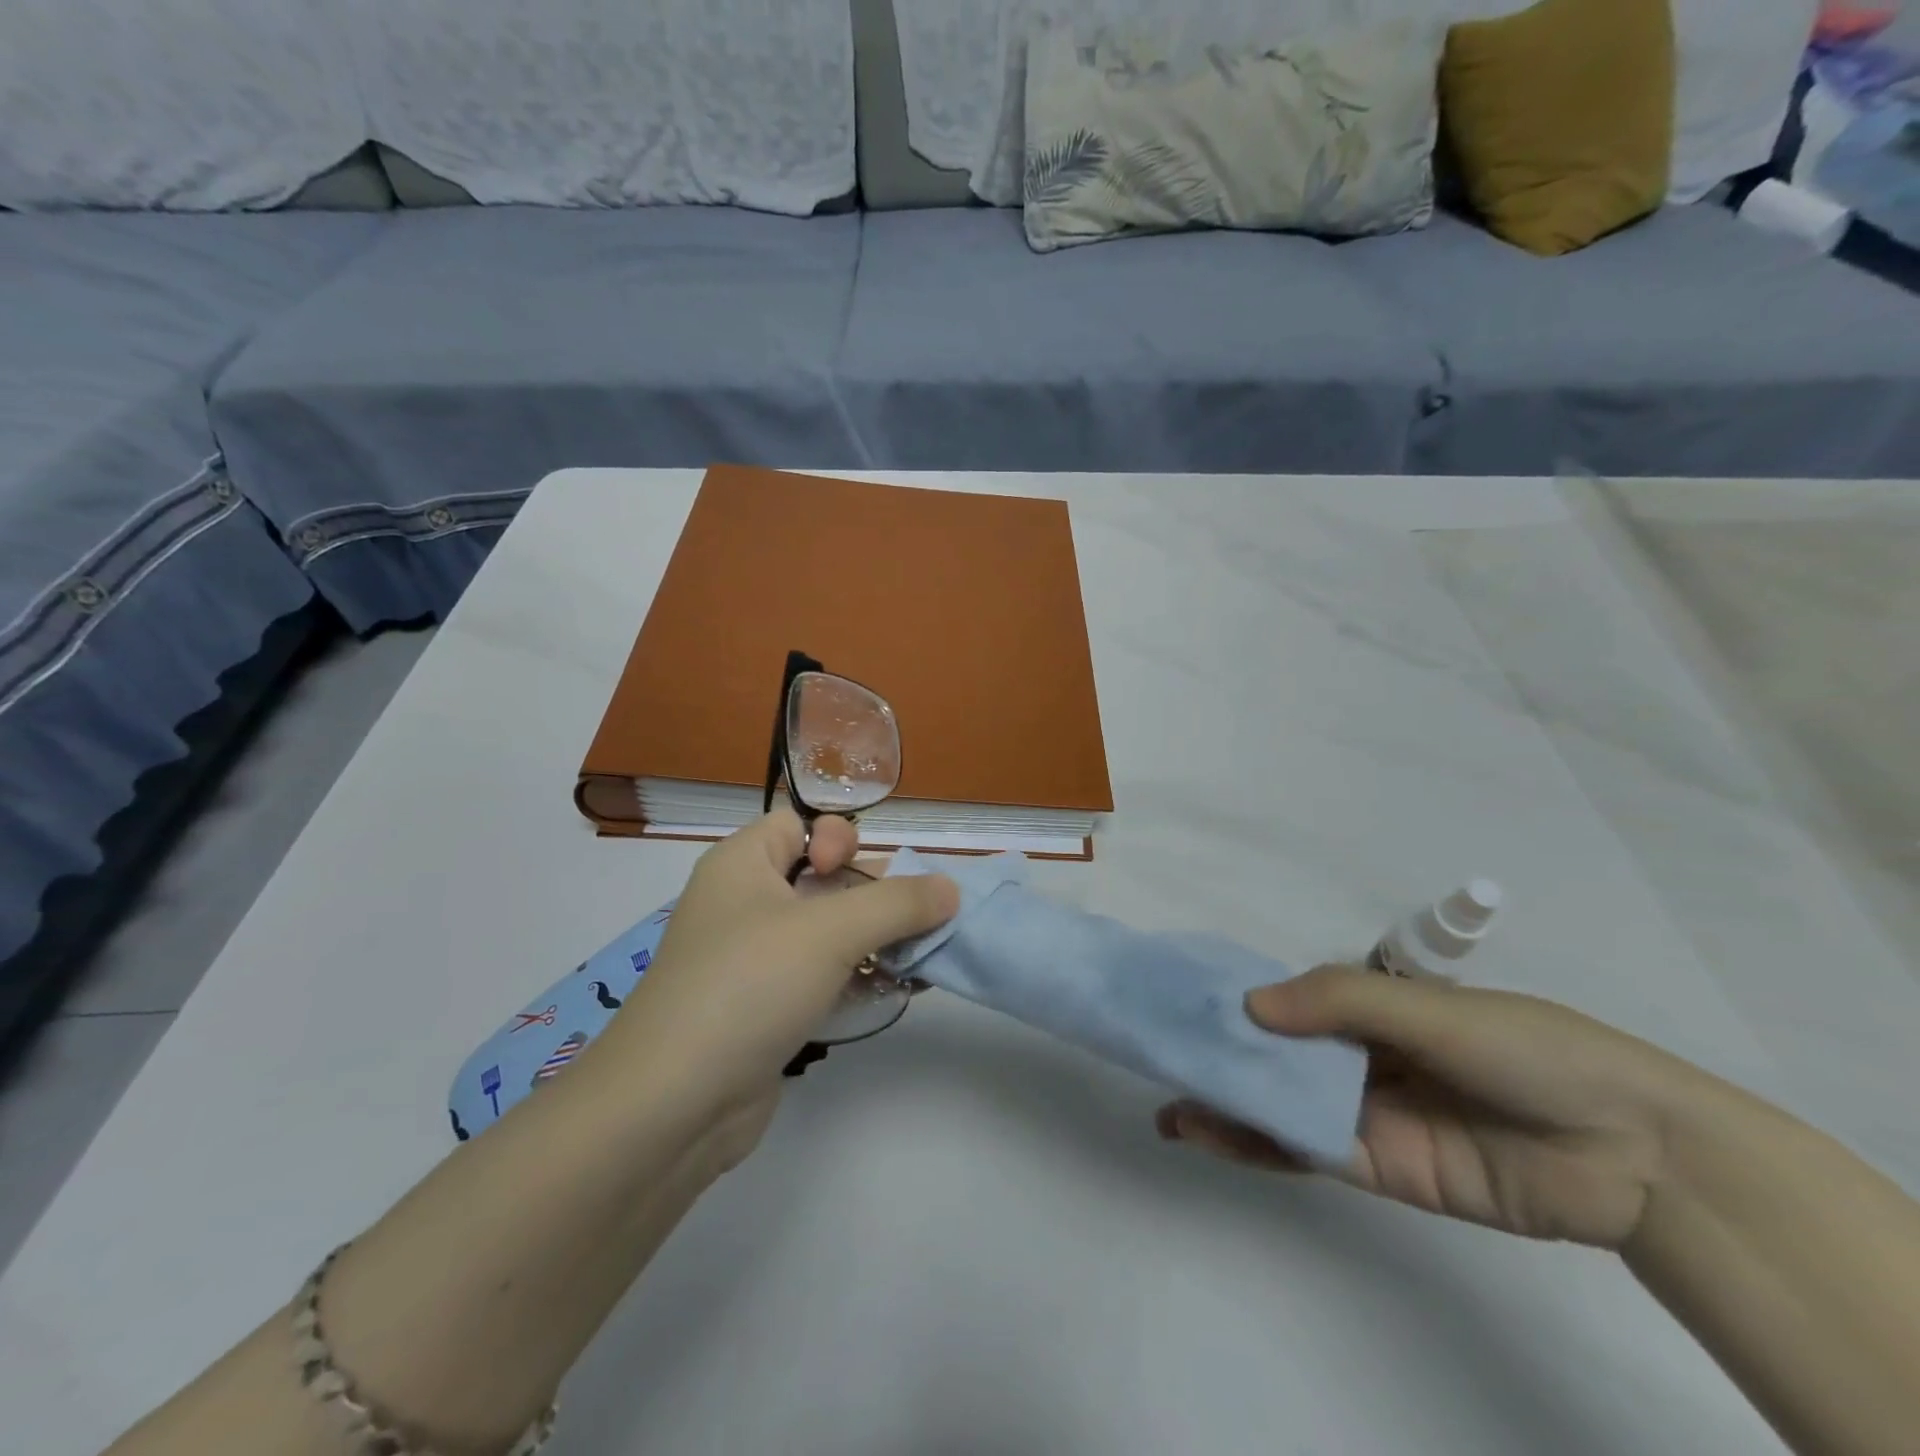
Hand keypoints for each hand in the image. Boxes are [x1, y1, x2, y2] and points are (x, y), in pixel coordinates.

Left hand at [601, 810, 957, 1139]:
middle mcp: (745, 904)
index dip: (837, 840)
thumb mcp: (830, 931)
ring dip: (877, 941)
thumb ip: (897, 903)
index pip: (797, 825)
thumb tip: (950, 887)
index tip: (857, 877)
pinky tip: (898, 991)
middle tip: (916, 922)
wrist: (673, 1105)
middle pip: (824, 879)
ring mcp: (754, 961)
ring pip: (829, 932)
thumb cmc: (748, 985)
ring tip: (922, 960)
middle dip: (876, 896)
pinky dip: (859, 979)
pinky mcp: (767, 1008)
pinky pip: (822, 977)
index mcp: (743, 865)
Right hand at [1156, 964, 1703, 1248]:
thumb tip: (1251, 1005)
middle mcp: (1358, 1057)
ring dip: (1223, 1100)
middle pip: (1274, 1052)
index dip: (1236, 998)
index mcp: (1371, 1008)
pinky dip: (1252, 1141)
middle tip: (1156, 1050)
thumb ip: (1341, 1001)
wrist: (1630, 1151)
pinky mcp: (1374, 1166)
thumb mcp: (1428, 1008)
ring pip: (1278, 1102)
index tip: (1180, 997)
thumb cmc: (1525, 1048)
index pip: (1288, 999)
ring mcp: (1363, 1112)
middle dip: (1219, 1051)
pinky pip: (1302, 1149)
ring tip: (1166, 1102)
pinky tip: (1206, 1130)